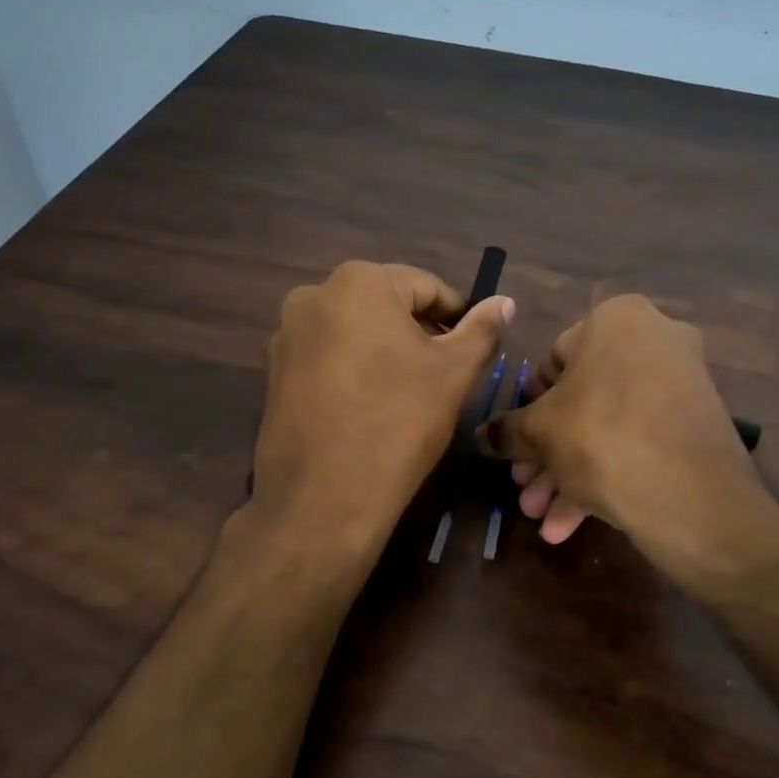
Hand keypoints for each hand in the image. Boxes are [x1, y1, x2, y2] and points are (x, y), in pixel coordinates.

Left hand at [250, 261, 513, 548]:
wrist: (324, 496)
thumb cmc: (398, 422)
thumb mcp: (453, 373)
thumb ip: (482, 330)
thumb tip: (504, 302)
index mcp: (358, 282)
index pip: (426, 287)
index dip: (459, 316)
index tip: (476, 349)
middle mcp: (313, 295)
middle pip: (386, 306)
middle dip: (420, 335)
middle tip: (447, 376)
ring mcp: (286, 336)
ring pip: (355, 333)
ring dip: (387, 353)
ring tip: (411, 395)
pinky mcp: (274, 374)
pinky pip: (328, 359)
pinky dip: (355, 372)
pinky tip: (372, 408)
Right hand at [477, 295, 776, 585]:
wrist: (691, 497)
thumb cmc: (601, 438)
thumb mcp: (540, 433)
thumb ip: (507, 430)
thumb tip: (482, 435)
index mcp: (615, 319)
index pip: (552, 361)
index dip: (527, 407)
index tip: (515, 442)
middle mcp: (655, 340)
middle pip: (581, 401)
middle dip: (547, 453)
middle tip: (525, 489)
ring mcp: (681, 384)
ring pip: (608, 428)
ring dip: (569, 474)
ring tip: (542, 518)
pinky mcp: (697, 425)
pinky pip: (639, 442)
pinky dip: (606, 476)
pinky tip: (571, 525)